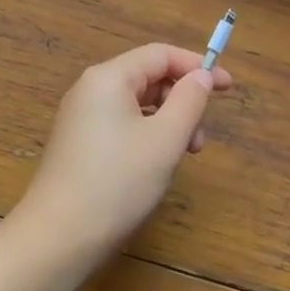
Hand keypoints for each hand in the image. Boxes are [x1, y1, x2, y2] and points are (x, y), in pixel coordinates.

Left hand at [11, 42, 233, 257]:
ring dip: (166, 122)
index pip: (160, 55)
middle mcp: (90, 89)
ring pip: (135, 104)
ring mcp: (80, 117)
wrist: (60, 235)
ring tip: (182, 157)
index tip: (229, 87)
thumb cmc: (119, 181)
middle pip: (146, 78)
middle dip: (181, 100)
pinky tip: (155, 165)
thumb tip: (202, 75)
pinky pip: (120, 124)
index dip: (197, 66)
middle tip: (200, 140)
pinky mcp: (77, 143)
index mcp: (108, 78)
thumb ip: (189, 101)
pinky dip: (146, 135)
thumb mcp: (165, 139)